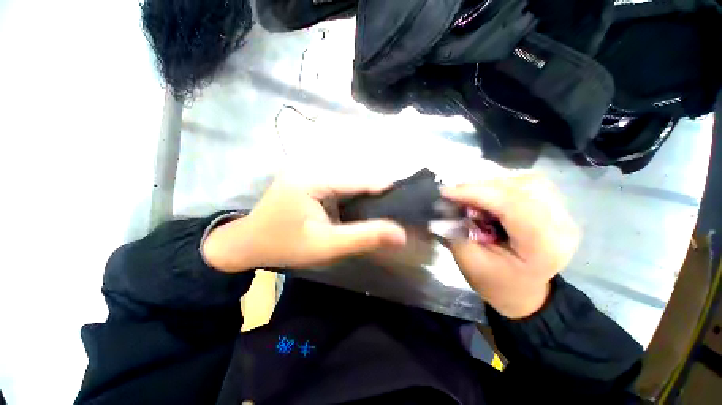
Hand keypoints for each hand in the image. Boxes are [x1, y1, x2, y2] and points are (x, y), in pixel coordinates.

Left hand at [202, 175, 406, 272]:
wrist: (248, 243)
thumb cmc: (284, 245)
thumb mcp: (326, 246)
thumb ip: (364, 238)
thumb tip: (401, 234)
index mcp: (315, 178)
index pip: (362, 179)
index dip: (387, 189)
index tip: (408, 200)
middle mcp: (314, 167)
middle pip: (357, 177)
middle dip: (378, 193)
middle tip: (397, 209)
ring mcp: (311, 172)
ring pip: (351, 181)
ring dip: (367, 195)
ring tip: (384, 209)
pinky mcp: (311, 180)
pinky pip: (341, 185)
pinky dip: (354, 196)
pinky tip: (362, 208)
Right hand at [442, 172, 579, 318]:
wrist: (524, 291)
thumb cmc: (496, 282)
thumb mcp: (470, 262)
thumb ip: (456, 232)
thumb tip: (444, 206)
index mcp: (543, 247)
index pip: (513, 206)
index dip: (476, 193)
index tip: (445, 192)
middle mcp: (561, 226)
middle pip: (522, 187)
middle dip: (482, 185)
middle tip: (456, 193)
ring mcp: (563, 214)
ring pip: (527, 180)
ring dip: (493, 182)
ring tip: (471, 193)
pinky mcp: (556, 207)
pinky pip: (529, 183)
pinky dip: (503, 183)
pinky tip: (489, 193)